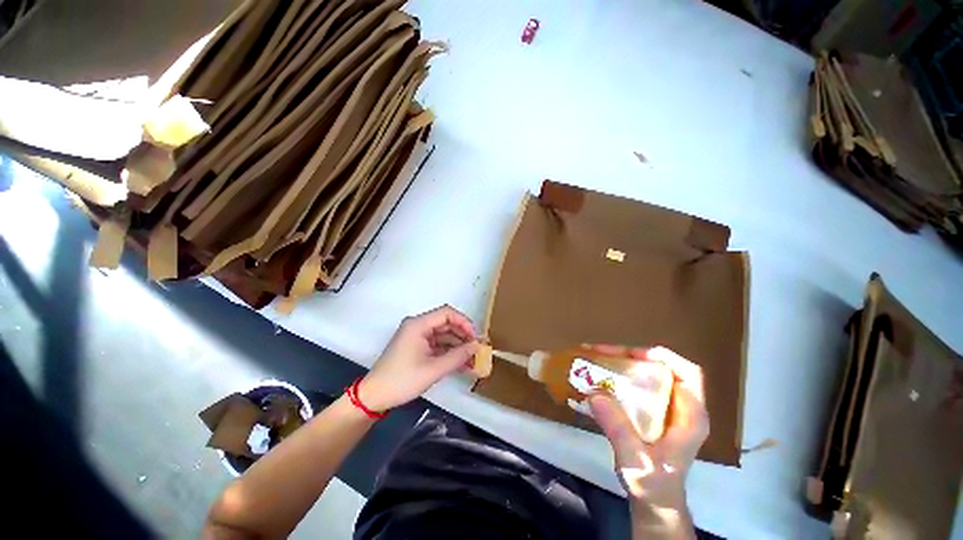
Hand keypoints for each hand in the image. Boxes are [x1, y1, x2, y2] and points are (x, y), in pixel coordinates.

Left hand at [360, 305, 477, 411]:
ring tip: (472, 360)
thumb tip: (477, 347)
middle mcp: (418, 326)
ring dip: (457, 346)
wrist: (374, 397)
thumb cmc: (402, 380)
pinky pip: (437, 344)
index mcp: (418, 324)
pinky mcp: (417, 346)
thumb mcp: (433, 369)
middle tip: (476, 350)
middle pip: (446, 323)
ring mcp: (417, 336)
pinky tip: (461, 363)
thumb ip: (458, 356)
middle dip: (463, 336)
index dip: (464, 322)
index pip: (447, 313)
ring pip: (443, 335)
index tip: (475, 337)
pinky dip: (449, 352)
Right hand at [586, 345, 708, 513]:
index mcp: (690, 416)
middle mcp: (679, 406)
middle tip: (600, 353)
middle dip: (629, 356)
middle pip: (659, 368)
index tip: (632, 353)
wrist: (653, 502)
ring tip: (593, 359)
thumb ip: (618, 428)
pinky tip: (596, 376)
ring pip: (644, 374)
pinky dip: (615, 376)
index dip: (663, 357)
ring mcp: (663, 408)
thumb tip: (594, 392)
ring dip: (619, 363)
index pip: (688, 374)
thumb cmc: (652, 484)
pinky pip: (633, 385)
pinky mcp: (648, 411)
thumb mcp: (636, 460)